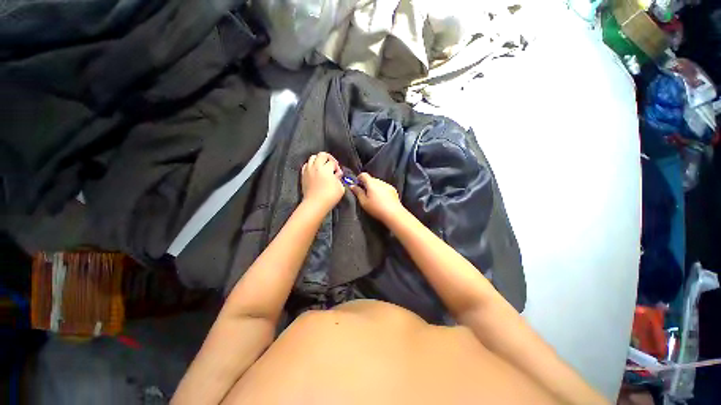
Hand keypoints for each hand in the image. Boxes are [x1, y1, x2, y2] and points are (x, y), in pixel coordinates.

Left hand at [301, 152, 344, 213]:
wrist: (315, 204)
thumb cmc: (330, 196)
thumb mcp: (340, 187)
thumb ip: (339, 178)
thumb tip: (337, 174)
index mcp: (326, 168)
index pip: (333, 162)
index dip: (337, 167)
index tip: (338, 174)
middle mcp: (316, 166)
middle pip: (322, 155)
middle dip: (329, 158)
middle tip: (332, 166)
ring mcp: (308, 170)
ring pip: (312, 157)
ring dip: (319, 160)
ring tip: (323, 167)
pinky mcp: (303, 175)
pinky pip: (306, 164)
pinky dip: (311, 165)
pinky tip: (315, 171)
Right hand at [350, 173, 404, 222]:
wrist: (393, 214)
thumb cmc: (376, 208)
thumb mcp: (364, 202)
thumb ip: (358, 192)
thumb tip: (352, 186)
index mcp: (371, 183)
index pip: (363, 175)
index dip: (359, 178)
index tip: (357, 185)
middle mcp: (380, 181)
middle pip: (371, 179)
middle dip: (366, 184)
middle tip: (364, 194)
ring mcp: (387, 185)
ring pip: (378, 183)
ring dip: (374, 187)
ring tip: (373, 198)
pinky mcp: (393, 190)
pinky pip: (384, 187)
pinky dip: (381, 190)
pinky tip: (381, 199)